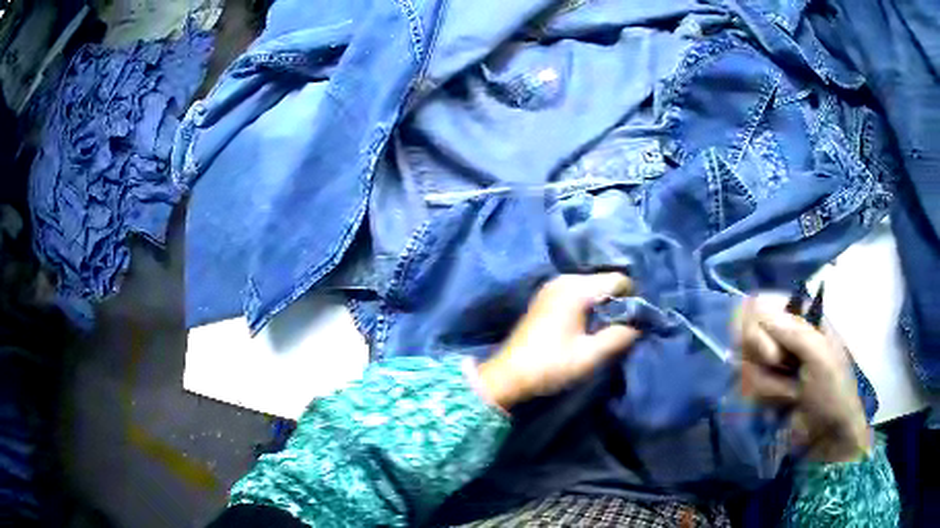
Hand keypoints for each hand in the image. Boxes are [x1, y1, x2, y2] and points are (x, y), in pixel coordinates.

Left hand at [478, 273, 639, 410]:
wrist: (508, 375)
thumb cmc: (550, 365)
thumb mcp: (590, 355)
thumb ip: (619, 337)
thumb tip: (639, 326)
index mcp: (577, 288)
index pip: (619, 280)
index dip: (633, 298)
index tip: (636, 321)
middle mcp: (564, 279)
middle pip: (605, 281)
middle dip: (619, 301)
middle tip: (623, 328)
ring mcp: (552, 286)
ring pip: (591, 287)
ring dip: (603, 305)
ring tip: (607, 330)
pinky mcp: (546, 297)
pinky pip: (577, 292)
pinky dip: (588, 305)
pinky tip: (588, 326)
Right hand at [736, 296, 870, 462]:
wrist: (827, 437)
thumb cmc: (833, 392)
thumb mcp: (821, 358)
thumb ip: (794, 332)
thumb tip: (757, 309)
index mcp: (801, 317)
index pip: (760, 305)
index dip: (757, 327)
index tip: (772, 354)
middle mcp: (783, 334)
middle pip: (747, 334)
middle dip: (762, 359)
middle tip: (782, 372)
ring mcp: (773, 362)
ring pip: (745, 364)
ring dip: (767, 385)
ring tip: (791, 395)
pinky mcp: (765, 386)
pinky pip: (747, 387)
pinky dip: (763, 398)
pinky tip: (781, 405)